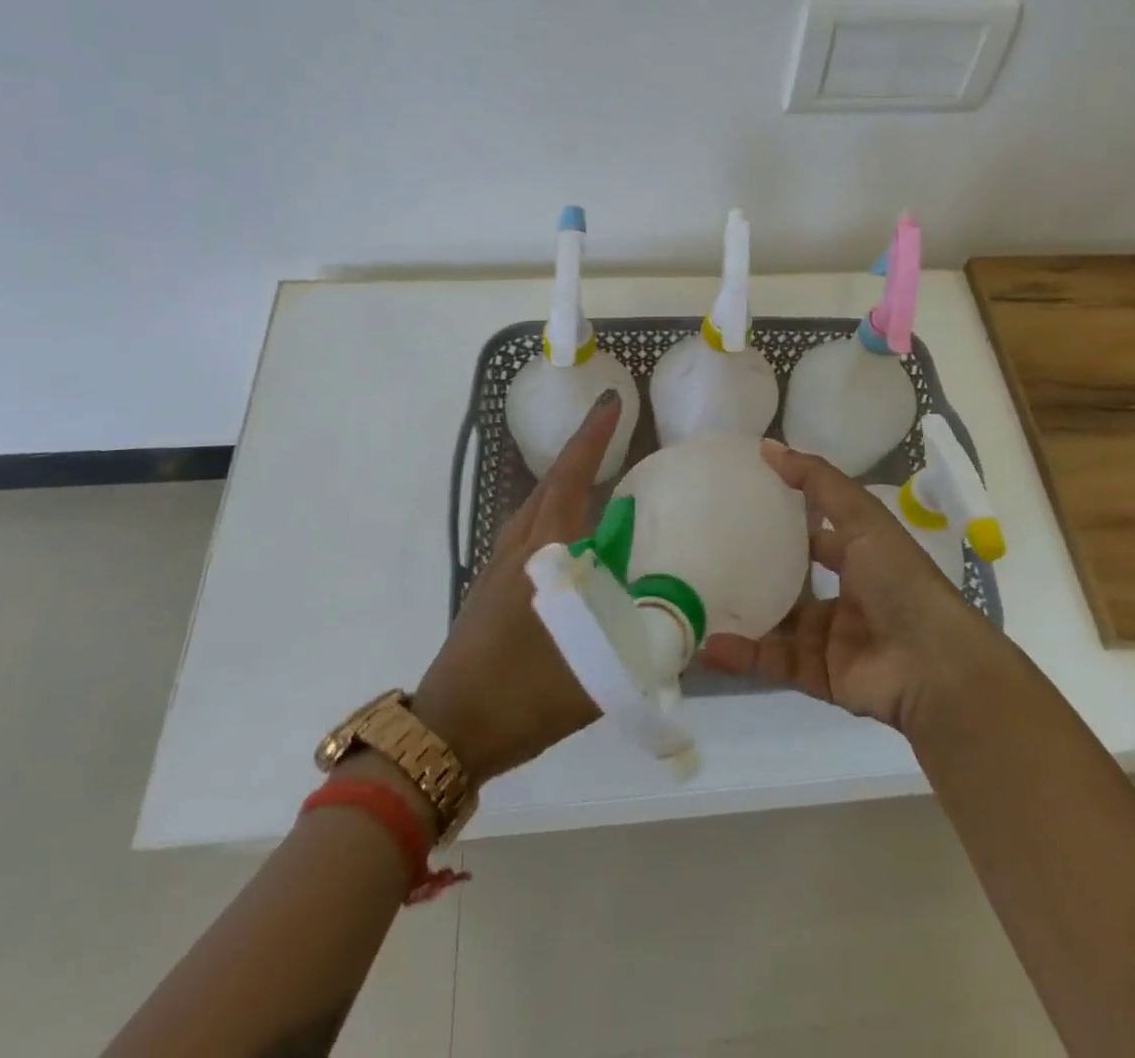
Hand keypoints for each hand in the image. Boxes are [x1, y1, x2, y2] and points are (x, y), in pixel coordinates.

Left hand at [409, 391, 619, 785]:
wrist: (449, 731)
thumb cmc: (522, 696)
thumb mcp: (597, 672)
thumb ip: (645, 643)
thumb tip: (685, 619)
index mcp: (543, 555)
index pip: (570, 480)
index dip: (592, 438)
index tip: (610, 401)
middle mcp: (518, 548)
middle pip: (551, 484)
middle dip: (581, 451)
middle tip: (612, 430)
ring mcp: (497, 566)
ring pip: (535, 506)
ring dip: (564, 481)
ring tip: (596, 475)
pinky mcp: (489, 586)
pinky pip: (527, 530)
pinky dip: (552, 512)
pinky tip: (567, 537)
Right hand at [699, 440, 983, 732]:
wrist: (933, 664)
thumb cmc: (898, 579)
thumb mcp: (861, 517)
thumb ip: (817, 482)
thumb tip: (767, 446)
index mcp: (861, 557)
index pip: (817, 535)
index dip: (785, 522)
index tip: (740, 508)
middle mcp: (847, 596)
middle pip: (793, 582)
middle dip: (756, 573)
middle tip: (707, 557)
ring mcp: (833, 639)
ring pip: (778, 625)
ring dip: (742, 616)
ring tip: (696, 603)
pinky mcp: (821, 676)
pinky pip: (776, 662)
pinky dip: (744, 655)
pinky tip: (710, 646)